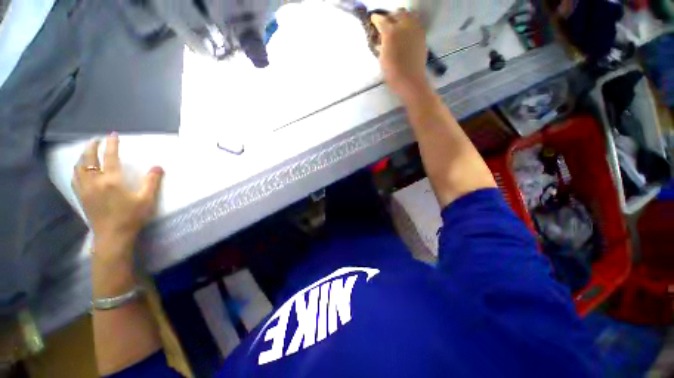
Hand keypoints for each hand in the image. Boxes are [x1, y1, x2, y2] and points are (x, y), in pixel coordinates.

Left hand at [72, 134, 163, 246]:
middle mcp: (95, 181)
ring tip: (88, 152)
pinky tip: (80, 169)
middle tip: (97, 140)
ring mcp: (85, 189)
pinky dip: (77, 169)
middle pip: (89, 159)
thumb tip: (158, 166)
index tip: (113, 135)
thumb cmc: (131, 217)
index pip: (110, 157)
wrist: (113, 236)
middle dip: (92, 147)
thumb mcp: (146, 199)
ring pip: (79, 167)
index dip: (112, 144)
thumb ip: (152, 182)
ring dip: (83, 156)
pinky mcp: (81, 197)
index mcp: (111, 180)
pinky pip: (75, 178)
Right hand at [371, 10, 429, 99]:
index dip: (376, 19)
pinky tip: (406, 34)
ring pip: (408, 15)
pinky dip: (409, 24)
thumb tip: (381, 38)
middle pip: (396, 13)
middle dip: (390, 17)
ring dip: (401, 18)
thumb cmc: (393, 73)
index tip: (373, 19)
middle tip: (386, 25)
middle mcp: (404, 25)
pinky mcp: (422, 35)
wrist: (410, 81)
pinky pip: (415, 22)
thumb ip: (381, 45)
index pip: (381, 20)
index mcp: (390, 32)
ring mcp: (415, 29)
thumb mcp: (382, 59)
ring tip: (397, 27)